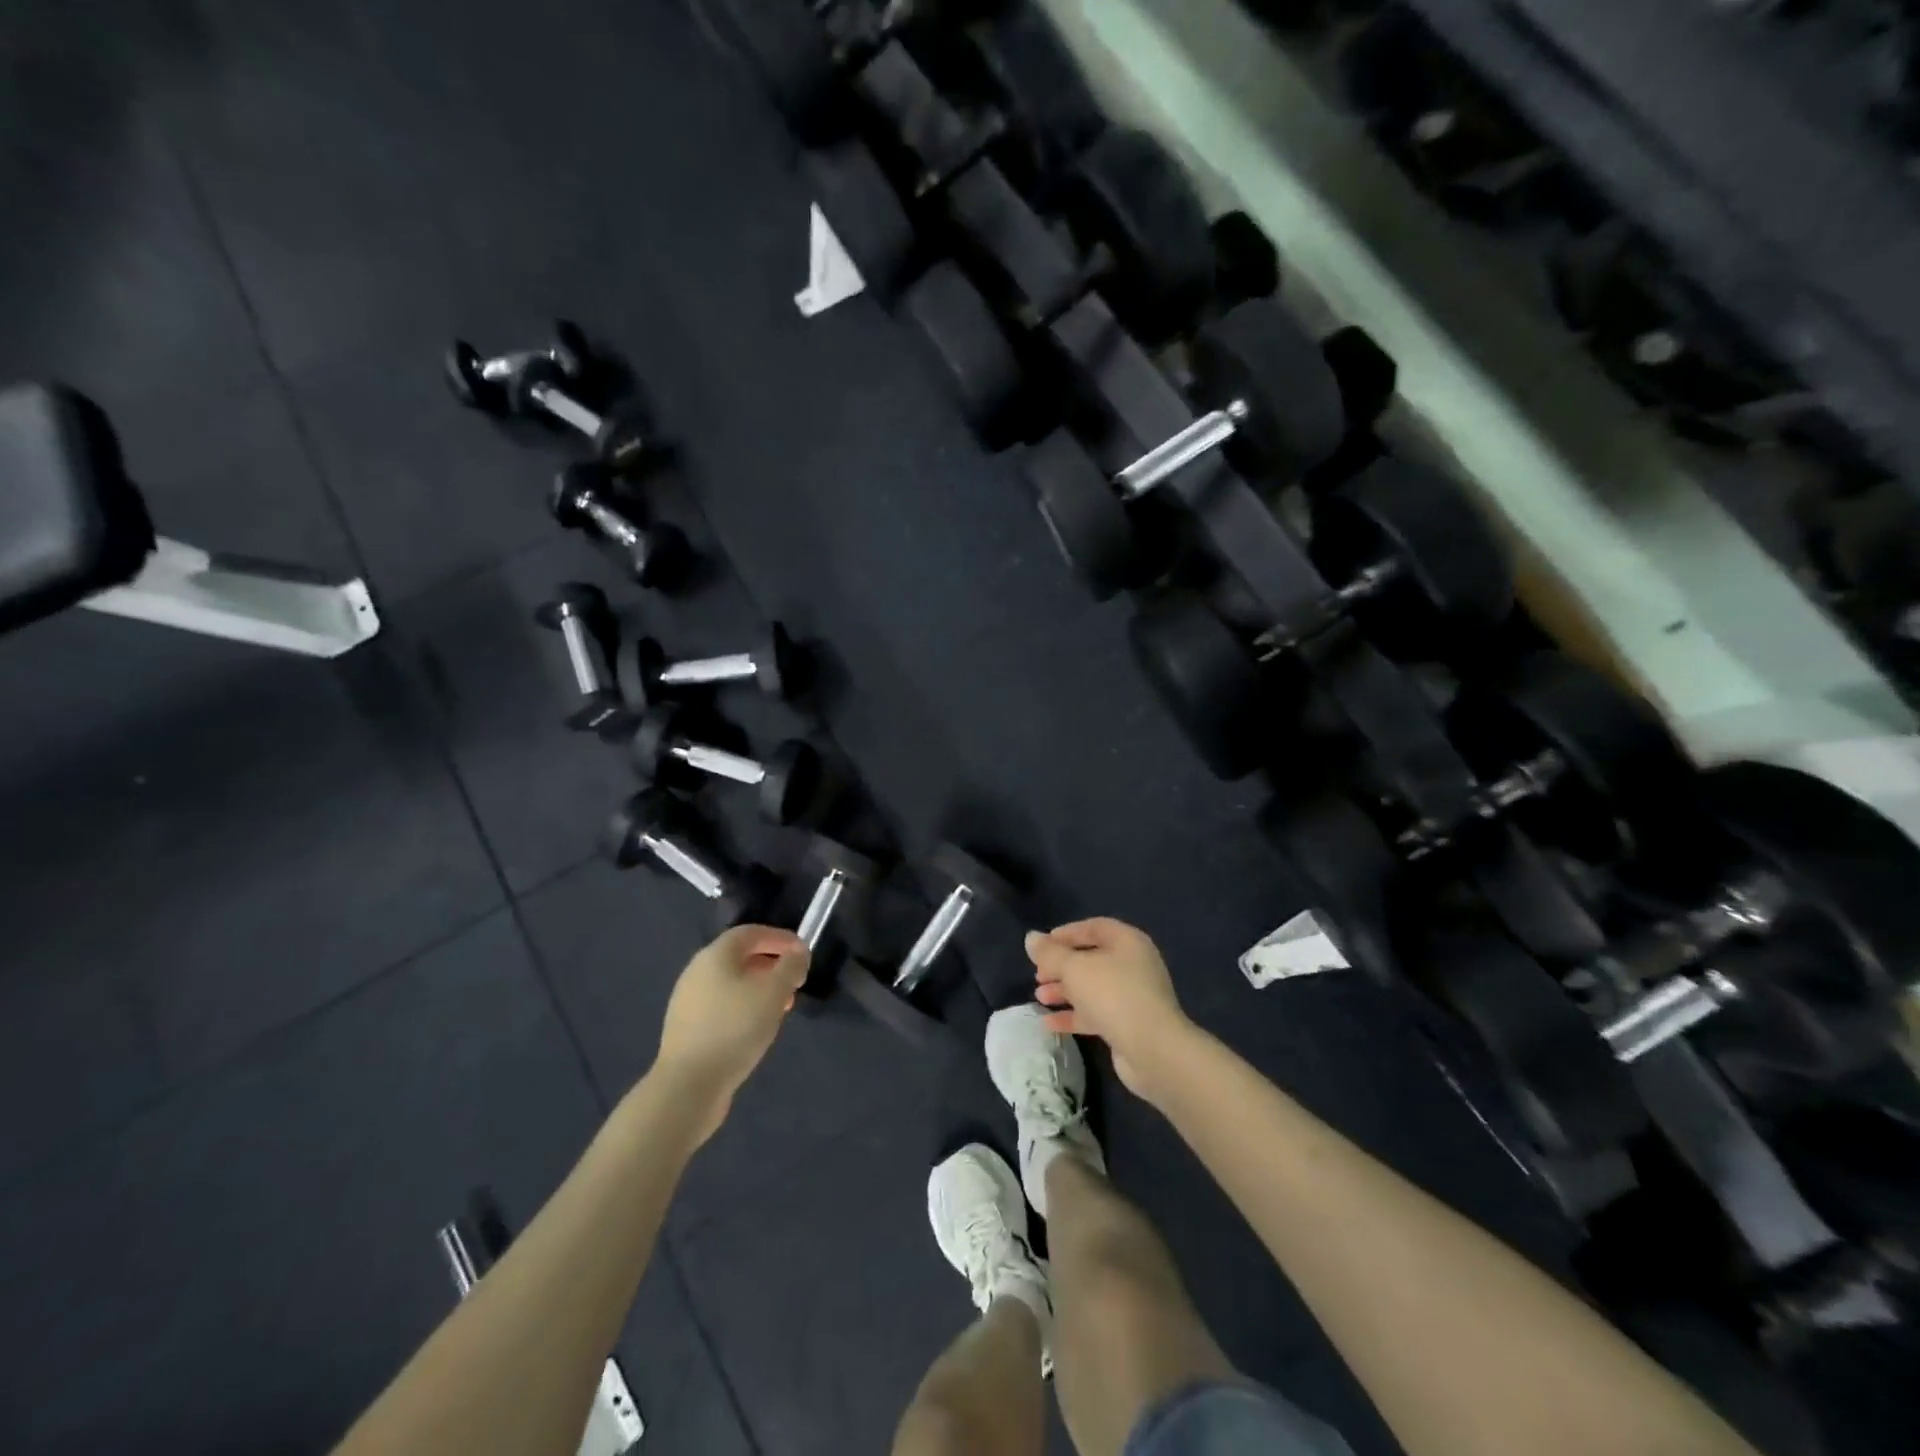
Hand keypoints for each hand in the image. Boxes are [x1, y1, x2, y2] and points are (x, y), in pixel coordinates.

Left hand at [653, 925, 810, 1142]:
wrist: (688, 1086)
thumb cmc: (735, 1029)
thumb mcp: (774, 992)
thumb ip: (791, 966)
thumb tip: (798, 952)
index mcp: (715, 955)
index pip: (751, 933)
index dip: (780, 937)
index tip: (803, 952)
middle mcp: (697, 971)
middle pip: (740, 957)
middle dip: (772, 965)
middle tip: (795, 981)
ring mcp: (689, 1001)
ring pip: (732, 983)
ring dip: (760, 988)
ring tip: (782, 1007)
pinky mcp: (687, 1029)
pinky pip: (722, 1006)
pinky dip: (745, 1007)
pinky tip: (757, 1028)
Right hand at [1027, 918, 1190, 1097]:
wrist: (1153, 1049)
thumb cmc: (1113, 994)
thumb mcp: (1074, 968)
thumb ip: (1050, 953)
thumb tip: (1031, 937)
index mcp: (1127, 942)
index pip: (1094, 927)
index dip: (1067, 933)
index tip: (1042, 945)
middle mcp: (1133, 965)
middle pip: (1091, 959)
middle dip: (1061, 966)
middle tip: (1038, 974)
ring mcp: (1132, 996)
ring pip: (1092, 988)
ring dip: (1064, 991)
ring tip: (1040, 997)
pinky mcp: (1128, 1025)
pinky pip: (1096, 1013)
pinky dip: (1073, 1015)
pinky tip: (1048, 1023)